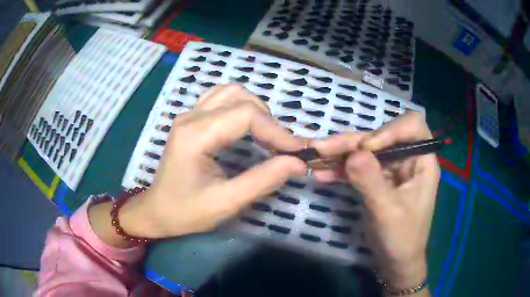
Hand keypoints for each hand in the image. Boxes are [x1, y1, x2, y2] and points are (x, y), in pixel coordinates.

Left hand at [120, 85, 306, 238]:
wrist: (156, 211)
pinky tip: (246, 127)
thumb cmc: (186, 212)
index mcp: (195, 135)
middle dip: (268, 121)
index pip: (246, 115)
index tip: (297, 152)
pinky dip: (241, 108)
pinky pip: (221, 99)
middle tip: (280, 148)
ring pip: (231, 93)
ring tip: (266, 137)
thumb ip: (263, 180)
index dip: (277, 130)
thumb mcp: (226, 203)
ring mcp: (189, 115)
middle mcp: (191, 117)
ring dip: (255, 110)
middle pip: (240, 98)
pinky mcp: (191, 119)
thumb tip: (297, 163)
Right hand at [311, 112, 438, 291]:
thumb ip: (371, 181)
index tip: (366, 148)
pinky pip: (358, 167)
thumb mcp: (387, 212)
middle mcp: (407, 159)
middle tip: (323, 148)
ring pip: (366, 151)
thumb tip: (352, 153)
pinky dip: (341, 169)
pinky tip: (322, 173)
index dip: (390, 129)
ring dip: (341, 153)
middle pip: (381, 137)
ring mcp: (391, 169)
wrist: (394, 262)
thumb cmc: (401, 239)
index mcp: (422, 162)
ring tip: (316, 156)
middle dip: (353, 141)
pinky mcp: (377, 180)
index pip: (412, 126)